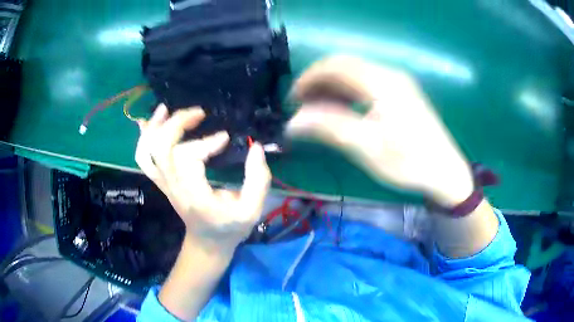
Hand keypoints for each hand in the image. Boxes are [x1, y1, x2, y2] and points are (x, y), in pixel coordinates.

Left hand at [135, 104, 270, 250]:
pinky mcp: (161, 181)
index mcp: (194, 195)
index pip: (187, 158)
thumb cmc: (230, 227)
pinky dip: (144, 138)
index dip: (205, 142)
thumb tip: (256, 147)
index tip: (225, 138)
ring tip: (166, 109)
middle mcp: (173, 187)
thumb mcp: (252, 210)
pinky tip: (150, 122)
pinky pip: (143, 158)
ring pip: (146, 152)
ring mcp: (164, 184)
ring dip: (154, 127)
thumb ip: (258, 180)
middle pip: (161, 148)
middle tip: (199, 113)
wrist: (207, 242)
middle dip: (177, 124)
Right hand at [287, 55, 473, 206]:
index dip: (309, 78)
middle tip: (301, 106)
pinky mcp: (401, 93)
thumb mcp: (367, 148)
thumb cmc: (409, 162)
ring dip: (332, 87)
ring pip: (355, 74)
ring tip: (316, 109)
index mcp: (382, 82)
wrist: (445, 172)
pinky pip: (367, 84)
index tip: (293, 99)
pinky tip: (340, 109)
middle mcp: (389, 75)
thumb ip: (329, 128)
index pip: (335, 65)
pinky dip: (348, 93)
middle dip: (318, 82)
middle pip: (344, 66)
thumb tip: (293, 122)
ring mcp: (397, 83)